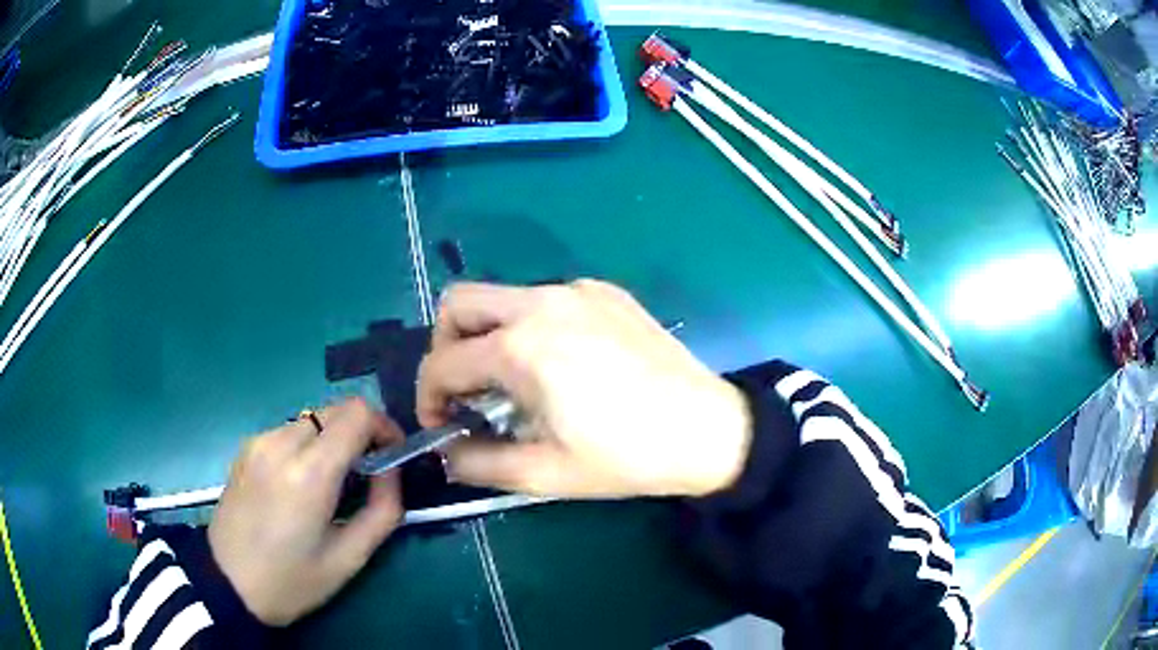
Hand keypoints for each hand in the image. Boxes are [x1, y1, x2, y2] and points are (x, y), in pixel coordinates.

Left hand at [208, 398, 403, 625]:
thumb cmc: (290, 581)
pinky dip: (310, 445)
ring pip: (313, 418)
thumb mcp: (348, 559)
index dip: (384, 427)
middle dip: (362, 433)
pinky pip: (290, 430)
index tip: (392, 457)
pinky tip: (303, 482)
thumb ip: (382, 510)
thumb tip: (391, 473)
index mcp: (309, 472)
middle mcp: (281, 442)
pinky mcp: (247, 447)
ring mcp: (259, 441)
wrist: (226, 582)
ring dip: (334, 439)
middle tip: (369, 473)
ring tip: (335, 482)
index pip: (357, 413)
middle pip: (336, 409)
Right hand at [417, 280, 752, 498]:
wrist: (708, 429)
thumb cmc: (626, 456)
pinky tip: (560, 363)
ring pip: (502, 296)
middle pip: (459, 303)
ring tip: (512, 382)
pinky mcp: (605, 292)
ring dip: (488, 335)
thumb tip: (448, 454)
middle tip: (466, 390)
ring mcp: (577, 290)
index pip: (442, 363)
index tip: (443, 426)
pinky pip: (544, 298)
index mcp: (521, 347)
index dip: (429, 398)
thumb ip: (479, 463)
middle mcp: (541, 302)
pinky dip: (529, 326)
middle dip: (446, 347)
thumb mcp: (544, 473)